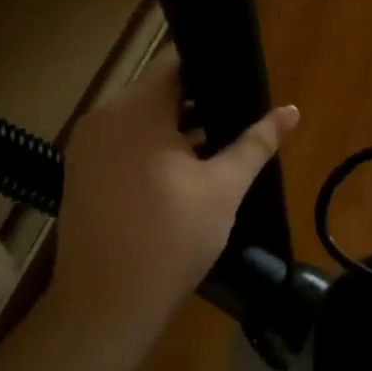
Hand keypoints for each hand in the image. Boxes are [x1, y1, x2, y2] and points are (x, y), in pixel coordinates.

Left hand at [49, 47, 297, 362]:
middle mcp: (103, 118)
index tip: (240, 80)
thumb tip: (291, 110)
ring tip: (217, 145)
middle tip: (238, 118)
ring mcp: (85, 148)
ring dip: (175, 128)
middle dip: (198, 102)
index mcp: (135, 110)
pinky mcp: (80, 176)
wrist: (107, 307)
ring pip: (139, 121)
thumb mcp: (223, 188)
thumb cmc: (171, 239)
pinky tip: (182, 172)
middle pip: (156, 91)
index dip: (211, 66)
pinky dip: (150, 148)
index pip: (174, 63)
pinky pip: (122, 144)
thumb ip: (256, 142)